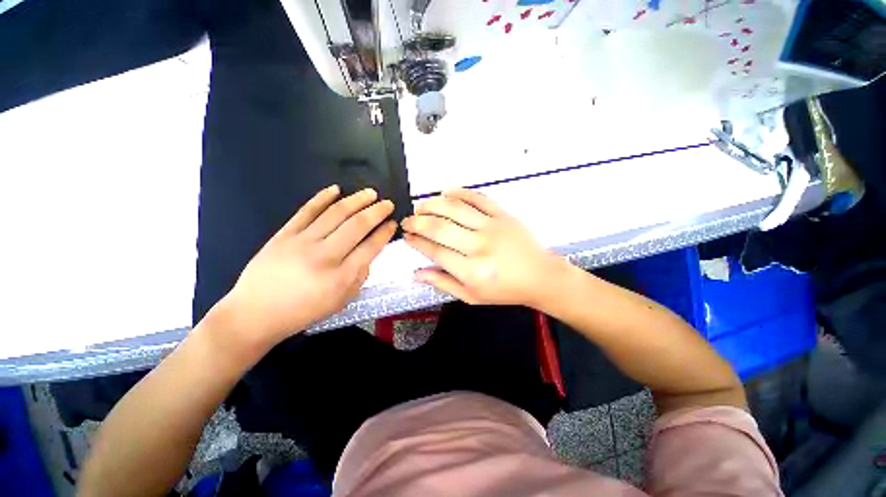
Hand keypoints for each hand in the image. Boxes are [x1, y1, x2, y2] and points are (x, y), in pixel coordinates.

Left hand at [211, 185, 395, 350]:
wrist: (255, 314)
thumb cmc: (303, 311)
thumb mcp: (341, 301)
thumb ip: (360, 276)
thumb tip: (368, 253)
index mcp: (341, 276)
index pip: (370, 247)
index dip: (385, 233)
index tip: (393, 223)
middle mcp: (325, 256)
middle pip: (357, 226)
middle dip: (377, 211)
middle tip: (388, 203)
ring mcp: (302, 242)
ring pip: (335, 213)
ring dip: (356, 200)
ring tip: (370, 193)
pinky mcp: (284, 234)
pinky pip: (306, 211)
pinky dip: (322, 197)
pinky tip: (335, 188)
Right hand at [402, 188, 568, 306]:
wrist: (540, 276)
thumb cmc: (504, 290)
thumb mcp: (471, 296)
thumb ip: (443, 284)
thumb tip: (416, 273)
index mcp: (471, 271)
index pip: (435, 251)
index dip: (416, 241)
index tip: (406, 236)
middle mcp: (479, 247)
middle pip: (439, 228)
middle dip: (417, 222)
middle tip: (408, 220)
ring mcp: (492, 227)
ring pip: (455, 209)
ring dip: (432, 204)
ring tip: (420, 205)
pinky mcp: (503, 215)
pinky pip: (478, 198)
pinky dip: (459, 192)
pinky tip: (446, 192)